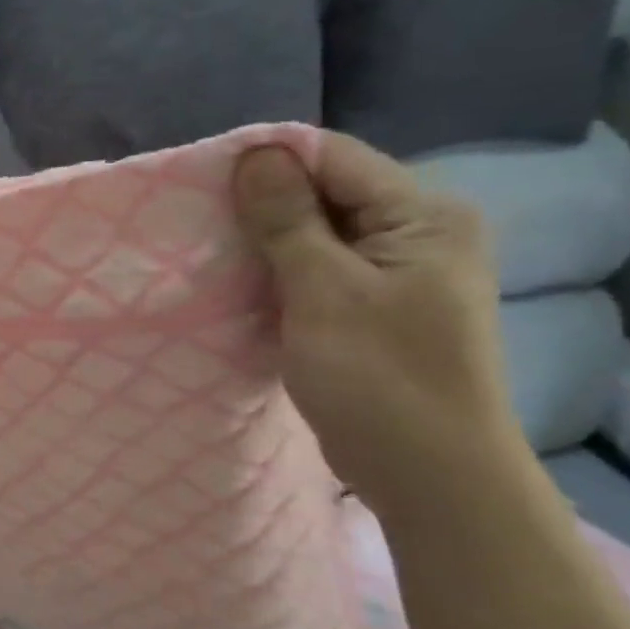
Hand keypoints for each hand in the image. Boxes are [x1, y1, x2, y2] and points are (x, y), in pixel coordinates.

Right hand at [233, 133, 525, 518]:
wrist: (429, 475)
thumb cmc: (379, 378)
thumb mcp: (323, 291)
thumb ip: (287, 219)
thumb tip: (254, 153)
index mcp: (423, 215)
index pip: (334, 158)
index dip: (268, 163)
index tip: (204, 182)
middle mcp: (418, 232)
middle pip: (326, 192)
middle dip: (263, 204)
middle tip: (200, 220)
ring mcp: (398, 272)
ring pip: (317, 232)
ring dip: (266, 240)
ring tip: (211, 250)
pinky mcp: (376, 305)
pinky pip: (318, 269)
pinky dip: (279, 271)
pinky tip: (241, 283)